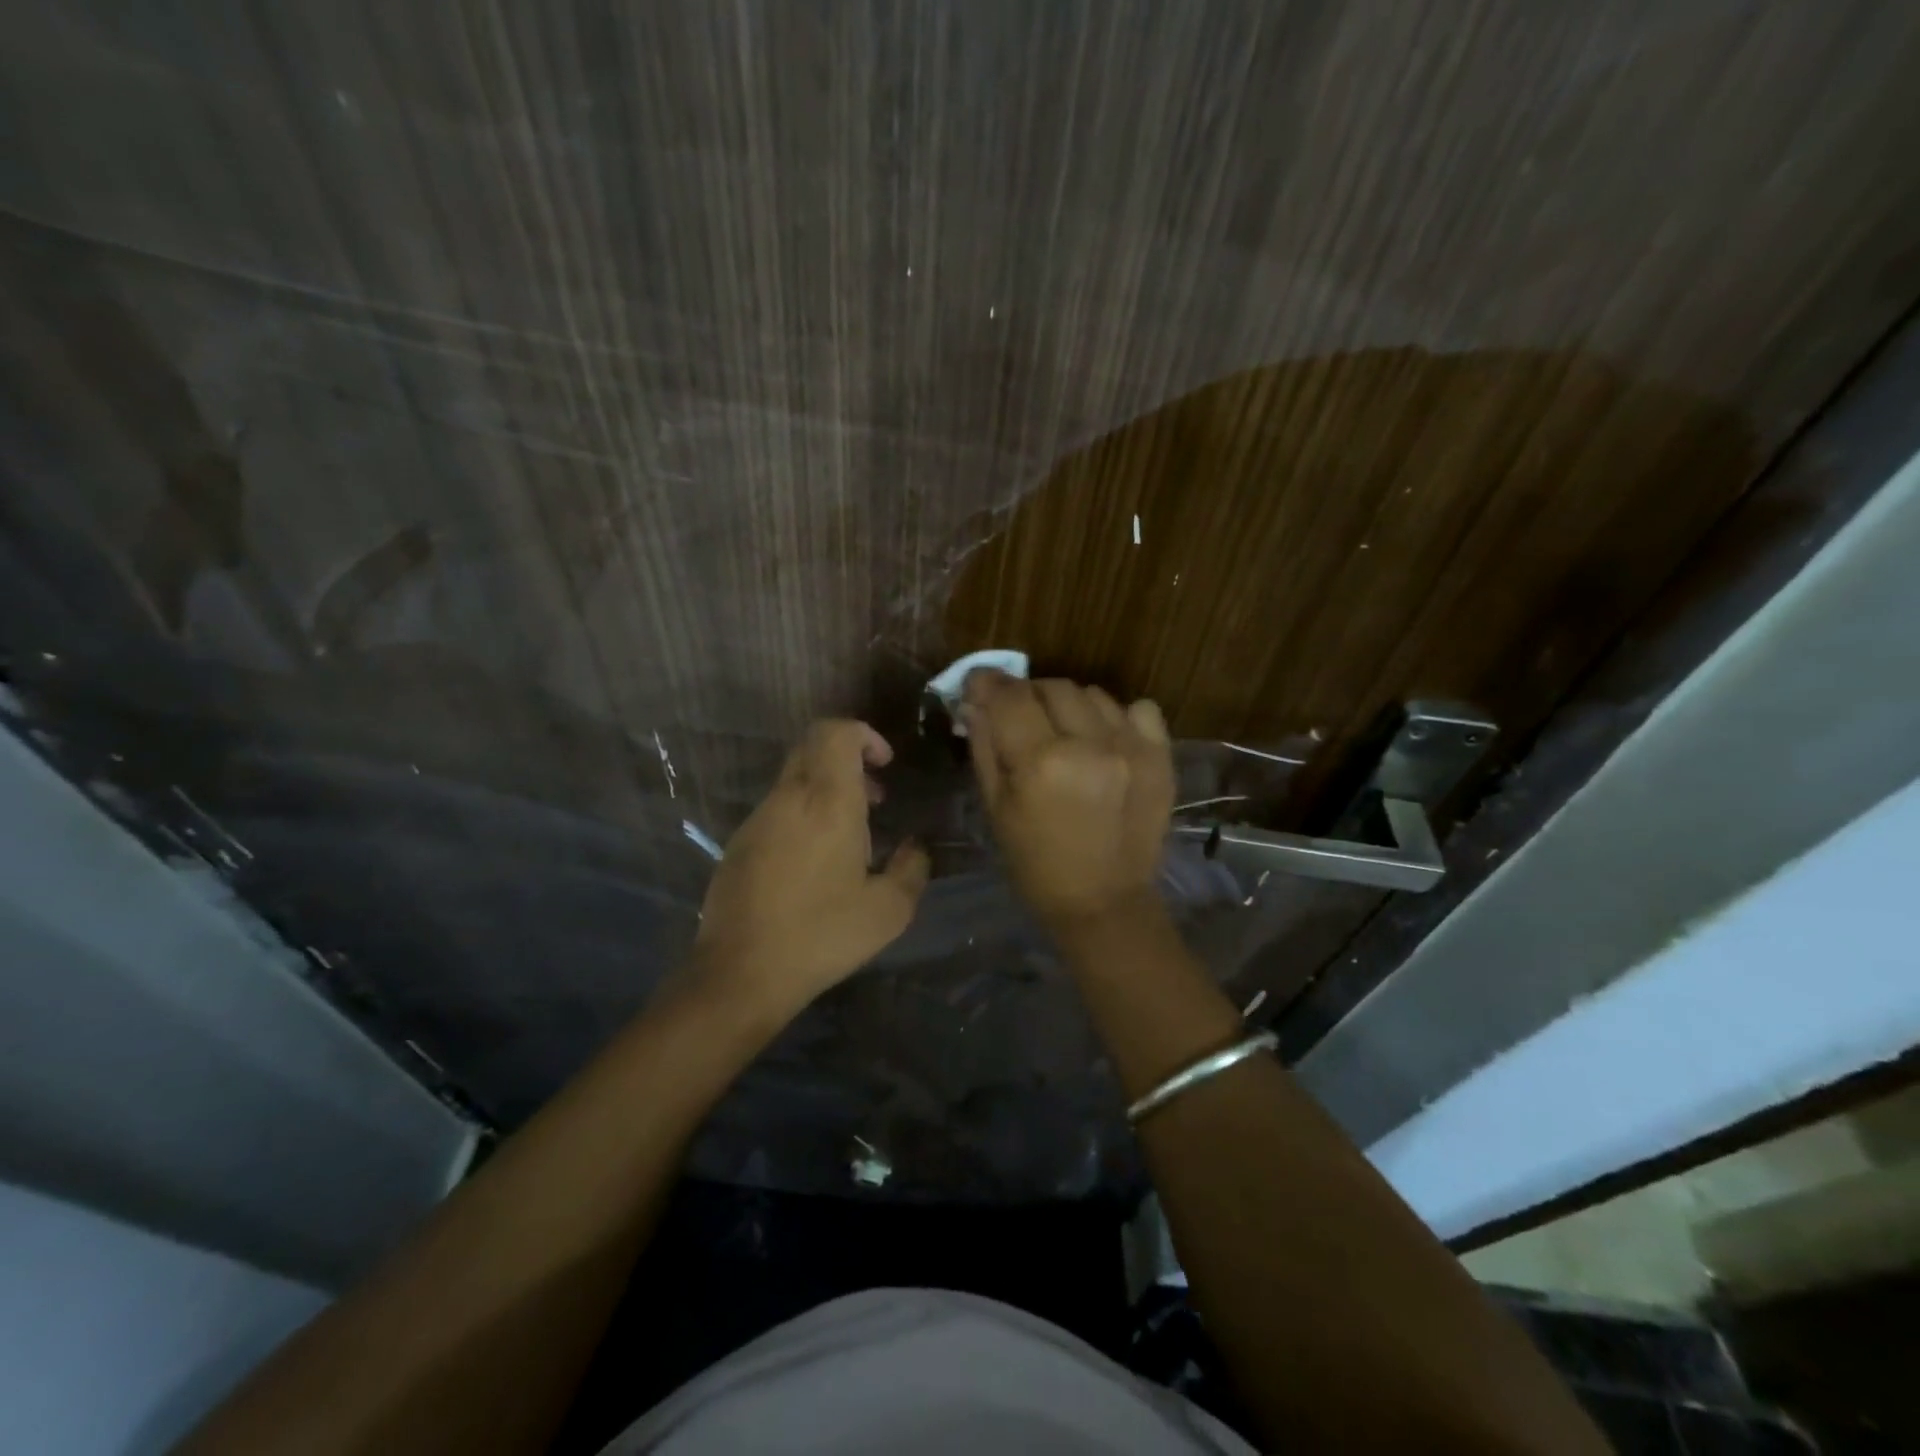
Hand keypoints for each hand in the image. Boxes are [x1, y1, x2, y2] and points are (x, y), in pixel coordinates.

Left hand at [691, 720, 928, 1018]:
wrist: (741, 972)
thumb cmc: (823, 934)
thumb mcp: (889, 910)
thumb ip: (912, 869)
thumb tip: (915, 848)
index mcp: (827, 802)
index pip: (836, 732)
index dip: (864, 735)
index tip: (885, 765)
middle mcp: (789, 798)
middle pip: (813, 745)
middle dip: (849, 758)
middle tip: (875, 797)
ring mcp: (758, 819)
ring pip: (794, 777)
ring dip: (827, 788)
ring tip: (851, 836)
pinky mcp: (739, 842)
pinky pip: (778, 807)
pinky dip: (804, 812)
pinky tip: (816, 862)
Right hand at [961, 672, 1174, 926]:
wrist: (1104, 904)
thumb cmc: (1036, 865)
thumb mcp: (996, 809)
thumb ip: (984, 748)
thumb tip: (975, 701)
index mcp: (1042, 761)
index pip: (1009, 695)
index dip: (989, 683)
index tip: (980, 685)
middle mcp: (1090, 743)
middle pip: (1052, 685)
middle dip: (1029, 696)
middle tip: (1021, 719)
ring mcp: (1131, 746)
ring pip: (1092, 693)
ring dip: (1069, 705)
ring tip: (1064, 733)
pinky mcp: (1161, 756)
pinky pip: (1138, 708)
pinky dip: (1116, 715)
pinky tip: (1105, 739)